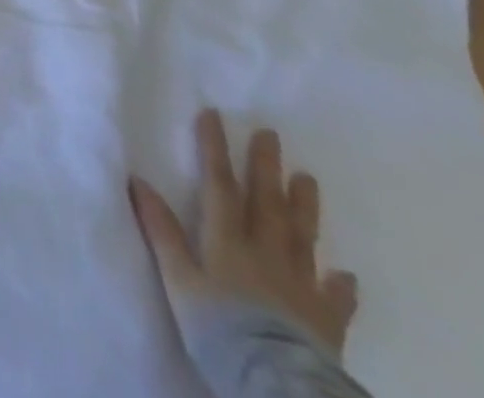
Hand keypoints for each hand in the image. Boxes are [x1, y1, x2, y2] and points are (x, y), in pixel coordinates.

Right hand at [130, 110, 358, 355]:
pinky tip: (346, 275)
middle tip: (271, 134)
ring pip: (303, 237)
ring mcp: (301, 286)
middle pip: (266, 202)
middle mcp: (266, 253)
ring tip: (308, 179)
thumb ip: (161, 231)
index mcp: (227, 240)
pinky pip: (336, 298)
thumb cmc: (219, 328)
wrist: (277, 384)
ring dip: (304, 207)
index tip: (214, 114)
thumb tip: (137, 179)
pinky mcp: (326, 321)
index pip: (219, 184)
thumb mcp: (179, 280)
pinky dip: (341, 285)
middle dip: (265, 166)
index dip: (214, 148)